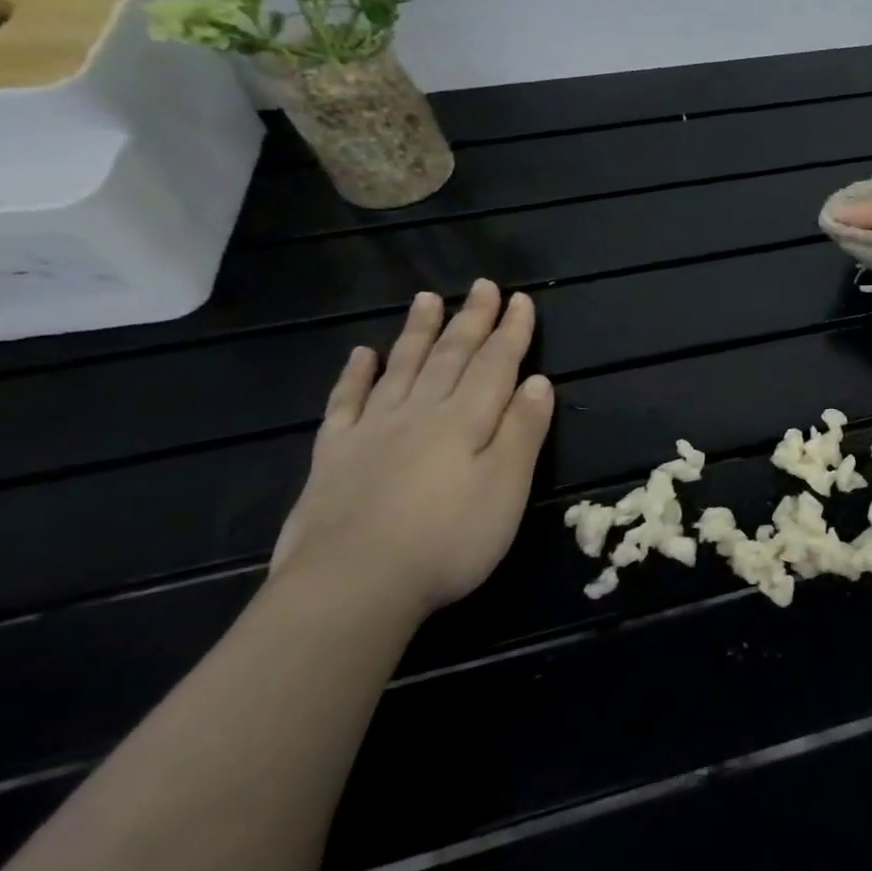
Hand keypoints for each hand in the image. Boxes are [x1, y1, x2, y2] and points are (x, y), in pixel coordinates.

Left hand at [269, 280, 554, 618]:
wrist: (352, 585)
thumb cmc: (448, 540)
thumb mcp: (506, 488)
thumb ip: (522, 431)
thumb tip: (537, 381)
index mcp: (466, 420)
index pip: (496, 364)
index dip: (511, 331)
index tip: (521, 300)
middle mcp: (420, 413)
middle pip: (451, 357)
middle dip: (471, 320)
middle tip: (482, 285)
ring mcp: (372, 431)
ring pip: (402, 368)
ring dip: (419, 333)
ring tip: (428, 299)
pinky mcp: (334, 456)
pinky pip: (346, 402)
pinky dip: (355, 375)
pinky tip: (361, 354)